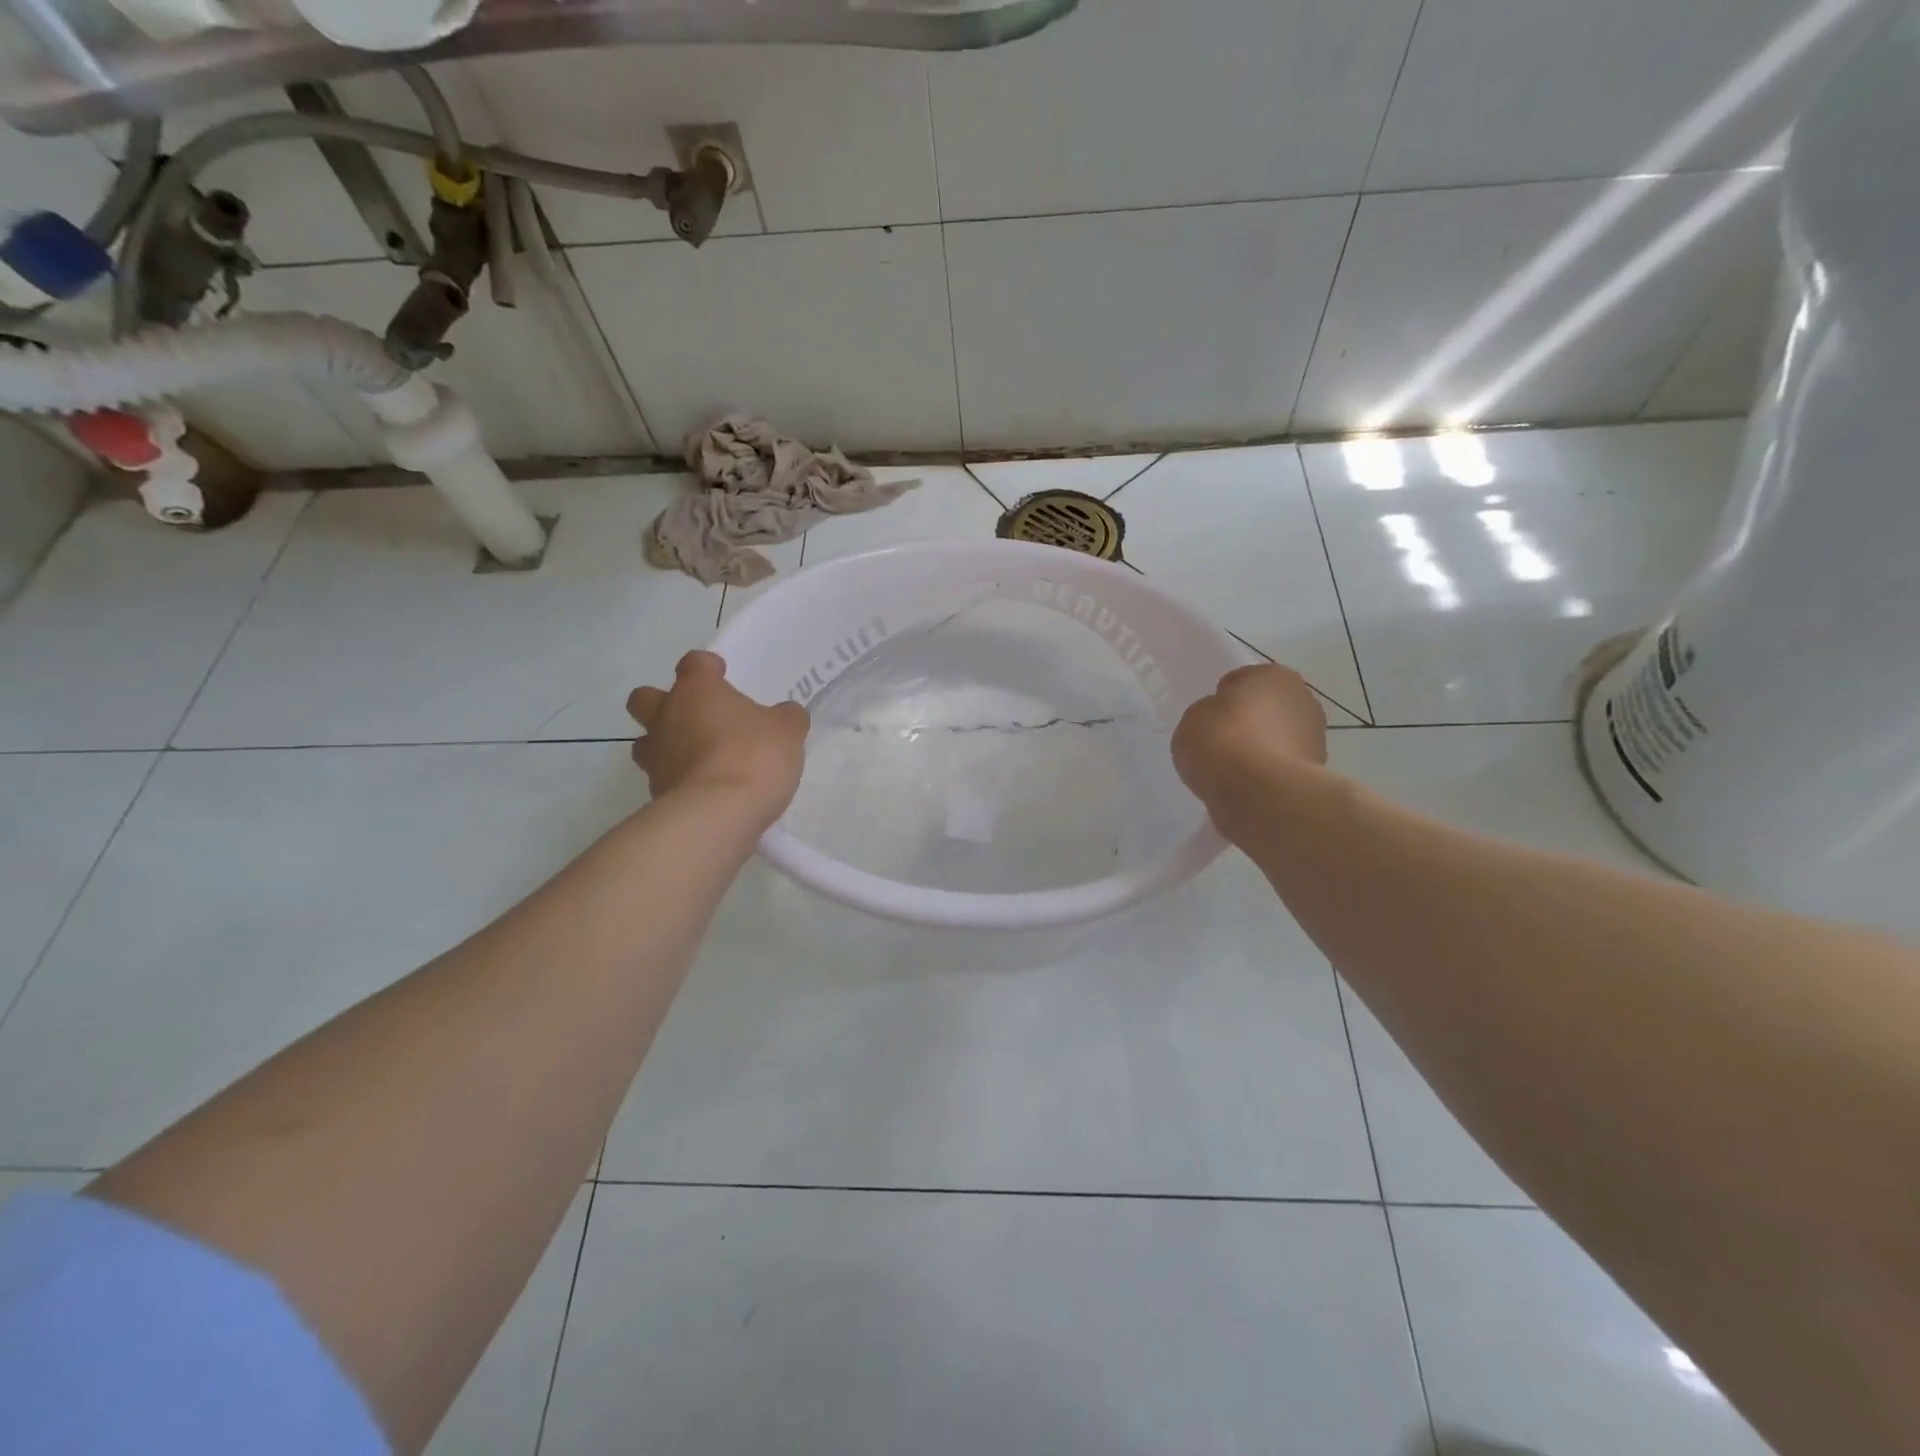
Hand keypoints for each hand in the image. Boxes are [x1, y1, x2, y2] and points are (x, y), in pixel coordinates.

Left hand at [626, 652, 809, 821]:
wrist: (717, 813)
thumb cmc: (753, 756)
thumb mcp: (787, 731)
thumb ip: (786, 718)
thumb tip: (785, 715)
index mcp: (697, 691)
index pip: (694, 664)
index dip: (707, 667)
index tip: (721, 675)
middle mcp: (667, 716)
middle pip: (645, 698)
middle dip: (662, 703)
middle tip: (695, 717)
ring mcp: (655, 756)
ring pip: (646, 741)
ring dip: (665, 745)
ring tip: (697, 759)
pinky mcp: (654, 792)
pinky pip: (662, 778)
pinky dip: (678, 780)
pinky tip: (705, 790)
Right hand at [1171, 663, 1327, 809]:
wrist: (1260, 795)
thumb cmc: (1223, 743)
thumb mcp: (1193, 719)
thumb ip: (1208, 714)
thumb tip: (1220, 723)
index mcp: (1274, 676)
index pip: (1242, 680)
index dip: (1222, 698)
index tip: (1209, 718)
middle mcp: (1302, 700)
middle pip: (1266, 709)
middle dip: (1248, 723)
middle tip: (1220, 744)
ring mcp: (1314, 739)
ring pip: (1277, 739)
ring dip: (1259, 750)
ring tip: (1231, 771)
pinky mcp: (1315, 775)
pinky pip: (1280, 769)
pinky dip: (1266, 775)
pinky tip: (1245, 788)